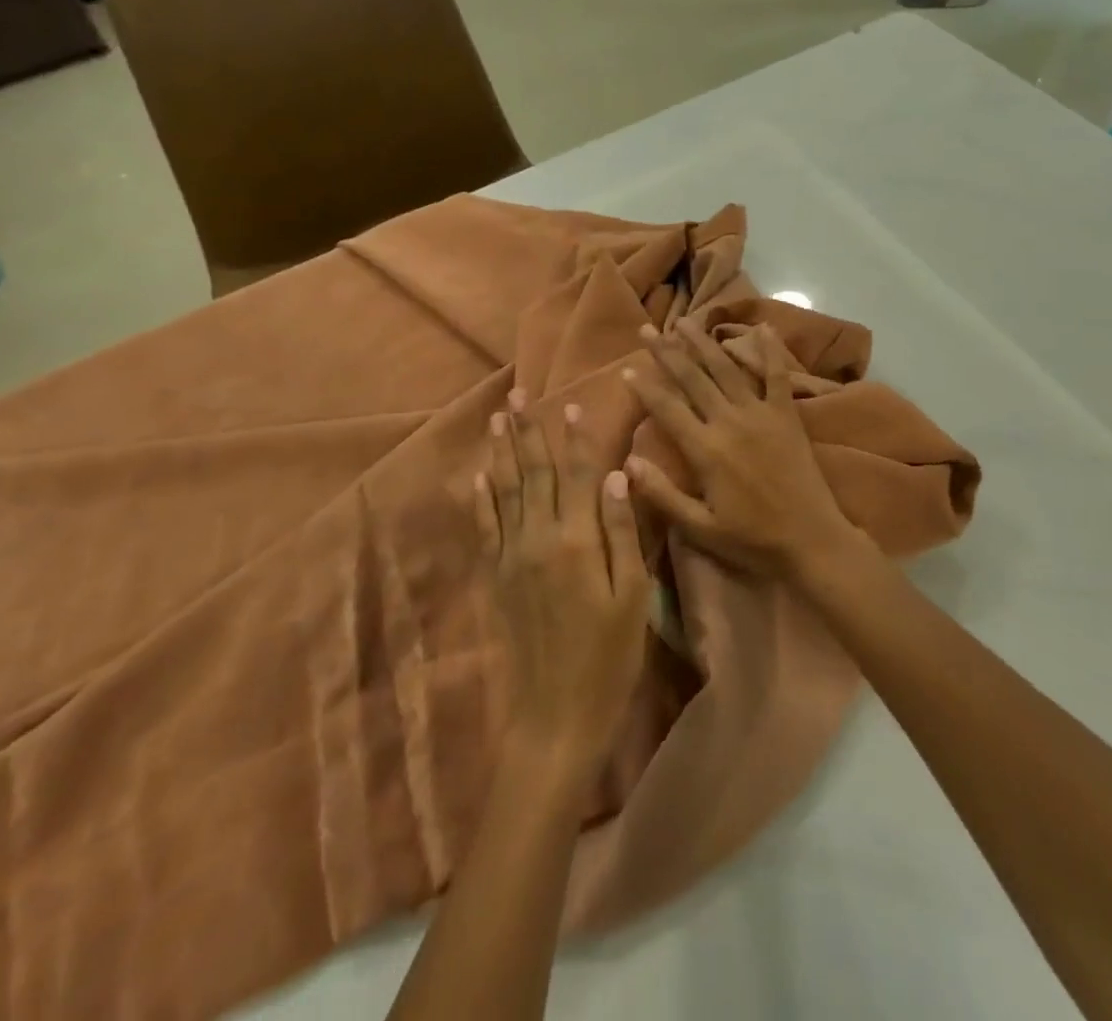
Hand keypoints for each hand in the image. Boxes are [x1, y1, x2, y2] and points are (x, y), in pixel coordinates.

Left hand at [474, 394, 652, 777]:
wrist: (555, 716)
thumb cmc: (609, 657)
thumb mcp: (632, 596)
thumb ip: (623, 533)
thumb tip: (617, 477)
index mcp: (577, 541)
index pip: (576, 476)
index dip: (574, 439)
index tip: (571, 405)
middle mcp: (538, 539)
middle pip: (533, 474)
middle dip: (528, 432)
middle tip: (518, 395)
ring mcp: (511, 557)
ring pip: (504, 492)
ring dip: (500, 452)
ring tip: (496, 419)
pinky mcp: (496, 577)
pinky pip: (485, 527)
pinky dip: (482, 498)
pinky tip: (480, 475)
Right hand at [622, 321, 869, 584]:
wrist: (811, 540)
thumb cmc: (752, 539)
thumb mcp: (700, 528)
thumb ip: (662, 494)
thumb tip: (628, 461)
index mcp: (706, 450)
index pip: (667, 409)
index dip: (645, 387)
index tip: (627, 368)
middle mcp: (729, 422)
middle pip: (692, 378)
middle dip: (667, 352)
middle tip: (649, 329)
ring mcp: (761, 414)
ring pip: (726, 369)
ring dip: (704, 343)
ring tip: (686, 321)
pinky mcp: (787, 415)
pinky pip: (778, 376)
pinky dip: (771, 350)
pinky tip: (763, 327)